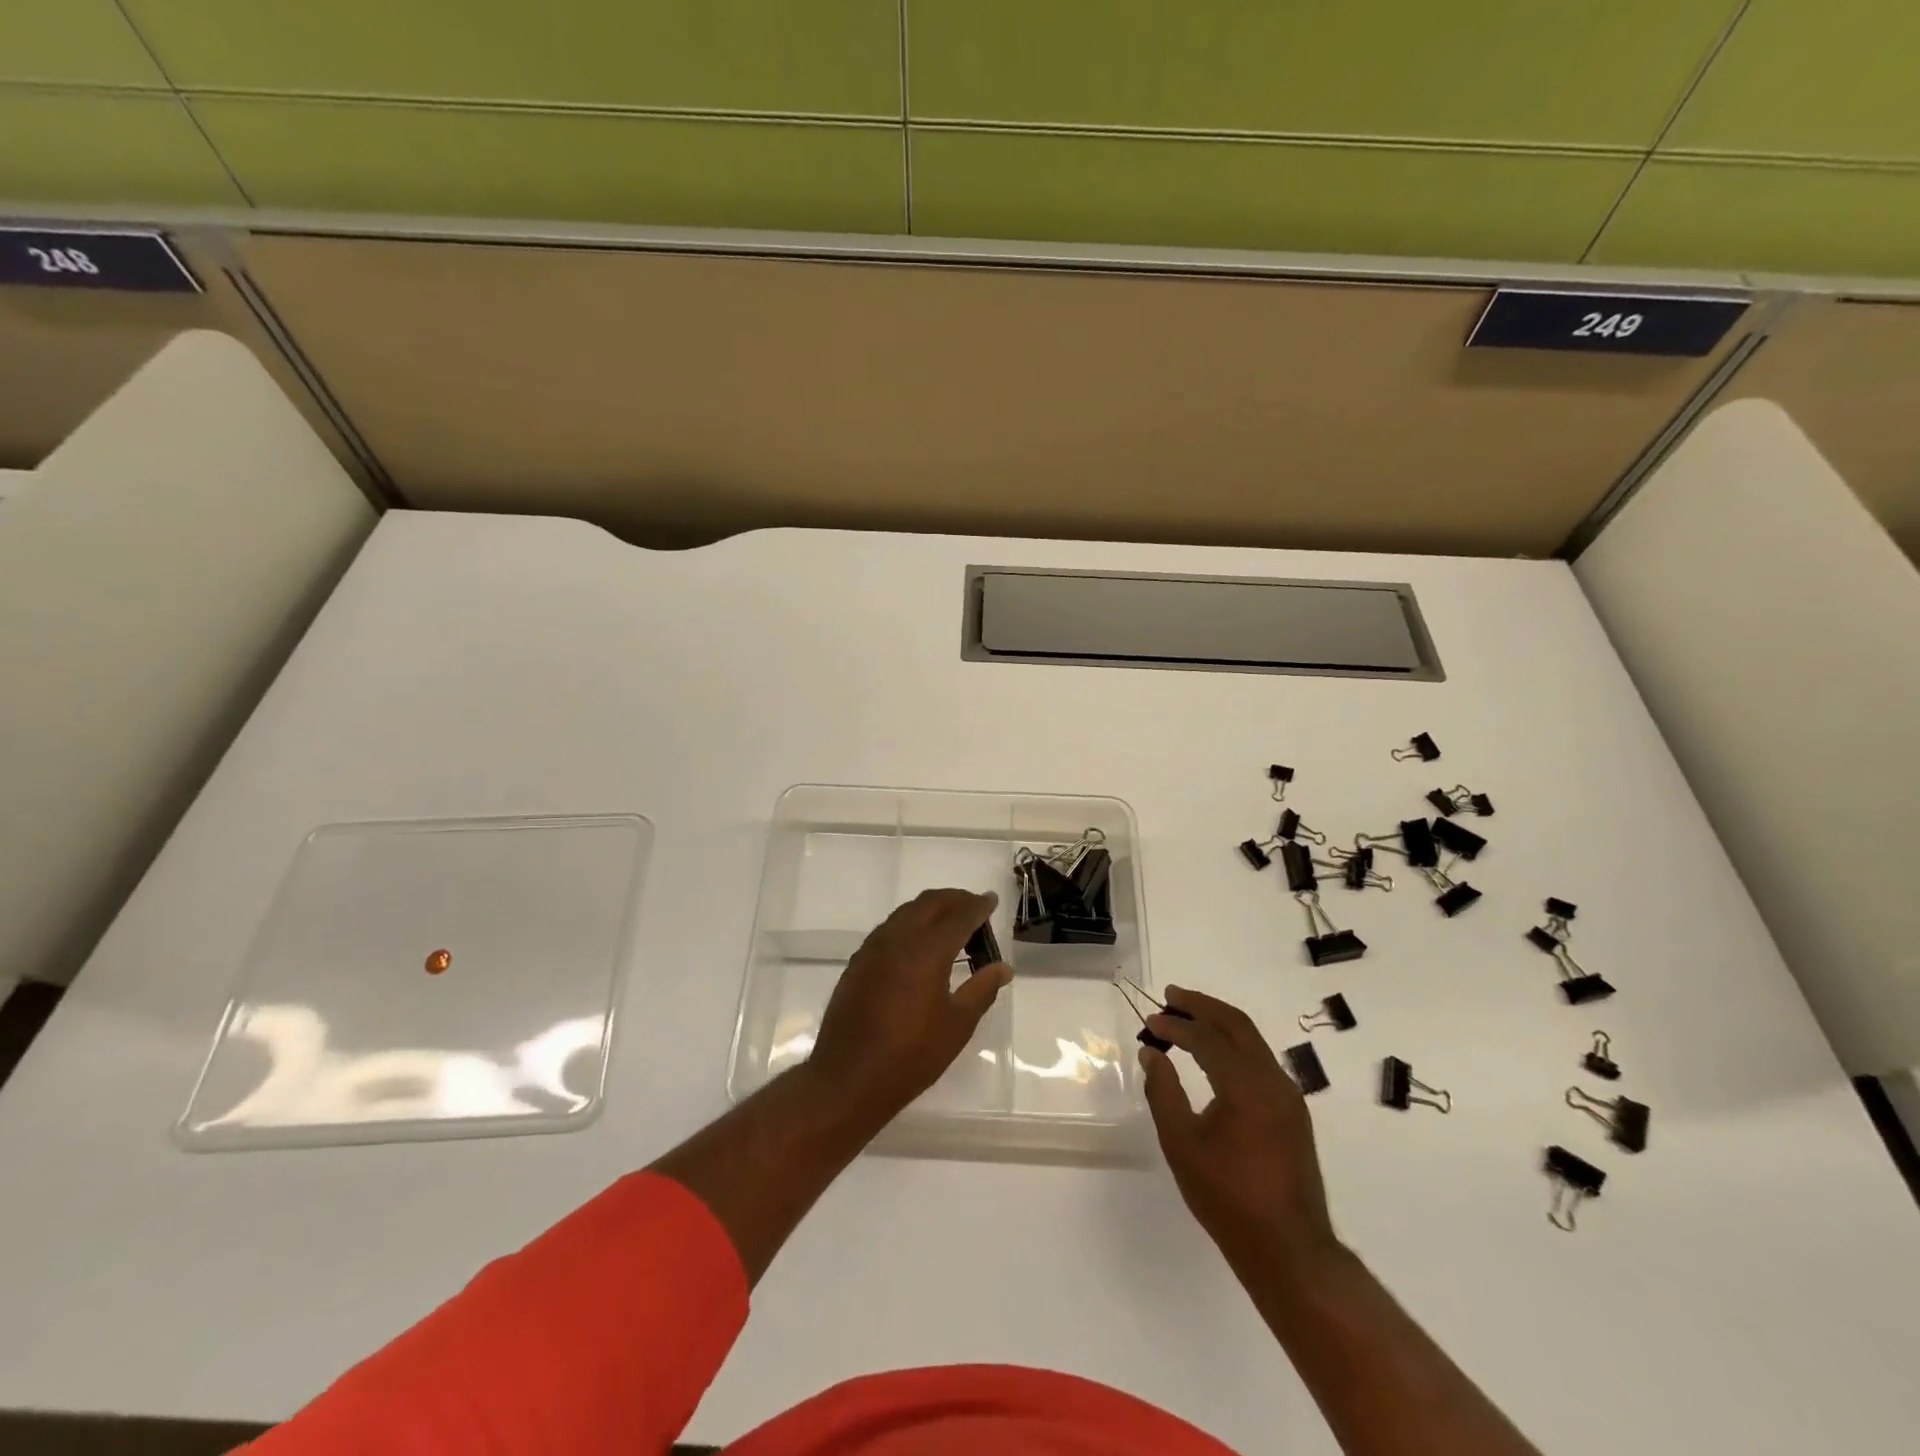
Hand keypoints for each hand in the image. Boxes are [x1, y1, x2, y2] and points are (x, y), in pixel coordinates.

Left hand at [807, 889, 1011, 1128]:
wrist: (848, 1079)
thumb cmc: (911, 1056)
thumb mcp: (957, 1026)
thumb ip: (982, 990)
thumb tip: (1003, 967)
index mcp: (926, 951)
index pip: (959, 916)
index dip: (978, 906)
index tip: (992, 900)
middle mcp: (898, 939)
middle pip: (930, 903)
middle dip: (955, 899)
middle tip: (974, 908)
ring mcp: (873, 949)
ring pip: (906, 912)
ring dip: (931, 909)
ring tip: (950, 924)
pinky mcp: (858, 962)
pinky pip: (889, 928)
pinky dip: (910, 924)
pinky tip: (918, 945)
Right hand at [1142, 986, 1339, 1276]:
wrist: (1289, 1250)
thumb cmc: (1228, 1198)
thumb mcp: (1182, 1144)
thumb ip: (1163, 1091)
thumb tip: (1152, 1053)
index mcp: (1246, 1085)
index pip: (1207, 1037)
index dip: (1176, 1024)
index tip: (1150, 1021)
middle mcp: (1273, 1080)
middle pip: (1236, 1024)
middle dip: (1202, 1005)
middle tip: (1171, 995)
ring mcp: (1288, 1095)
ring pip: (1252, 1040)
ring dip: (1219, 1022)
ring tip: (1188, 1016)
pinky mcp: (1293, 1111)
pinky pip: (1261, 1060)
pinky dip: (1234, 1044)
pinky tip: (1215, 1053)